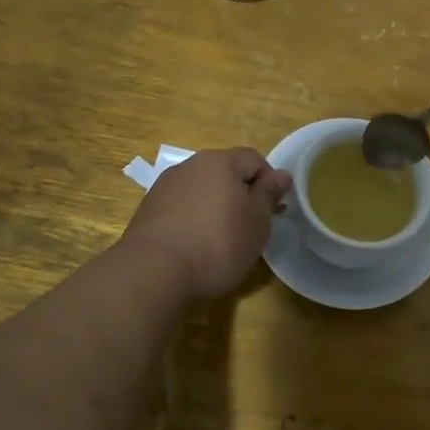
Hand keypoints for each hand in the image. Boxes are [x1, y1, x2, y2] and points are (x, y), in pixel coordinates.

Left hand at [120, 148, 291, 299]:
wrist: (154, 271)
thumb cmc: (218, 243)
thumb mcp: (257, 222)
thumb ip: (269, 195)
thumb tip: (282, 175)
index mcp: (220, 162)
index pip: (254, 158)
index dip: (269, 181)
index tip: (272, 211)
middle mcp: (190, 165)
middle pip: (225, 172)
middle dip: (241, 194)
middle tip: (249, 226)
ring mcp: (165, 186)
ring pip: (201, 189)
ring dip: (215, 206)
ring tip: (221, 239)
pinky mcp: (148, 209)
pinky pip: (181, 206)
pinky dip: (193, 219)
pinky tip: (195, 245)